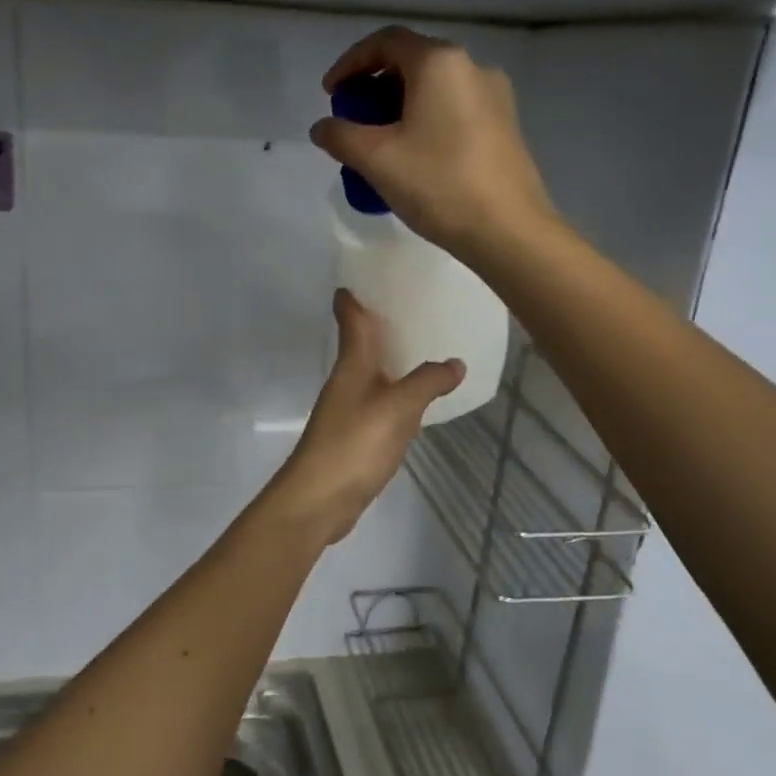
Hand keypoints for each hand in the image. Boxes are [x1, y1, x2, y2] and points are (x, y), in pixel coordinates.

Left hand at [267, 289, 462, 547]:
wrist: (319, 500)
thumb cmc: (354, 444)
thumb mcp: (398, 409)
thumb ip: (427, 383)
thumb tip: (455, 363)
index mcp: (352, 365)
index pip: (351, 319)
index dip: (354, 297)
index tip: (367, 275)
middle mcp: (348, 381)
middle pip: (364, 343)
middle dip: (384, 324)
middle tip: (417, 304)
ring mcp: (349, 410)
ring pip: (374, 373)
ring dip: (394, 359)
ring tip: (426, 346)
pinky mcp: (356, 436)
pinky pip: (381, 402)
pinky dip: (398, 392)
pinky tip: (417, 399)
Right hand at [308, 25, 555, 261]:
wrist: (508, 230)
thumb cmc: (439, 185)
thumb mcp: (377, 160)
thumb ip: (341, 136)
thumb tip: (322, 127)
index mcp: (440, 63)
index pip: (386, 42)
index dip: (350, 63)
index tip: (331, 94)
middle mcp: (471, 67)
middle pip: (412, 62)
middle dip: (374, 87)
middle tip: (352, 120)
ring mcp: (494, 97)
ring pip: (434, 88)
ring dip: (398, 106)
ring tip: (378, 144)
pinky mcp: (504, 126)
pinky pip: (453, 109)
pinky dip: (424, 120)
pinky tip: (412, 157)